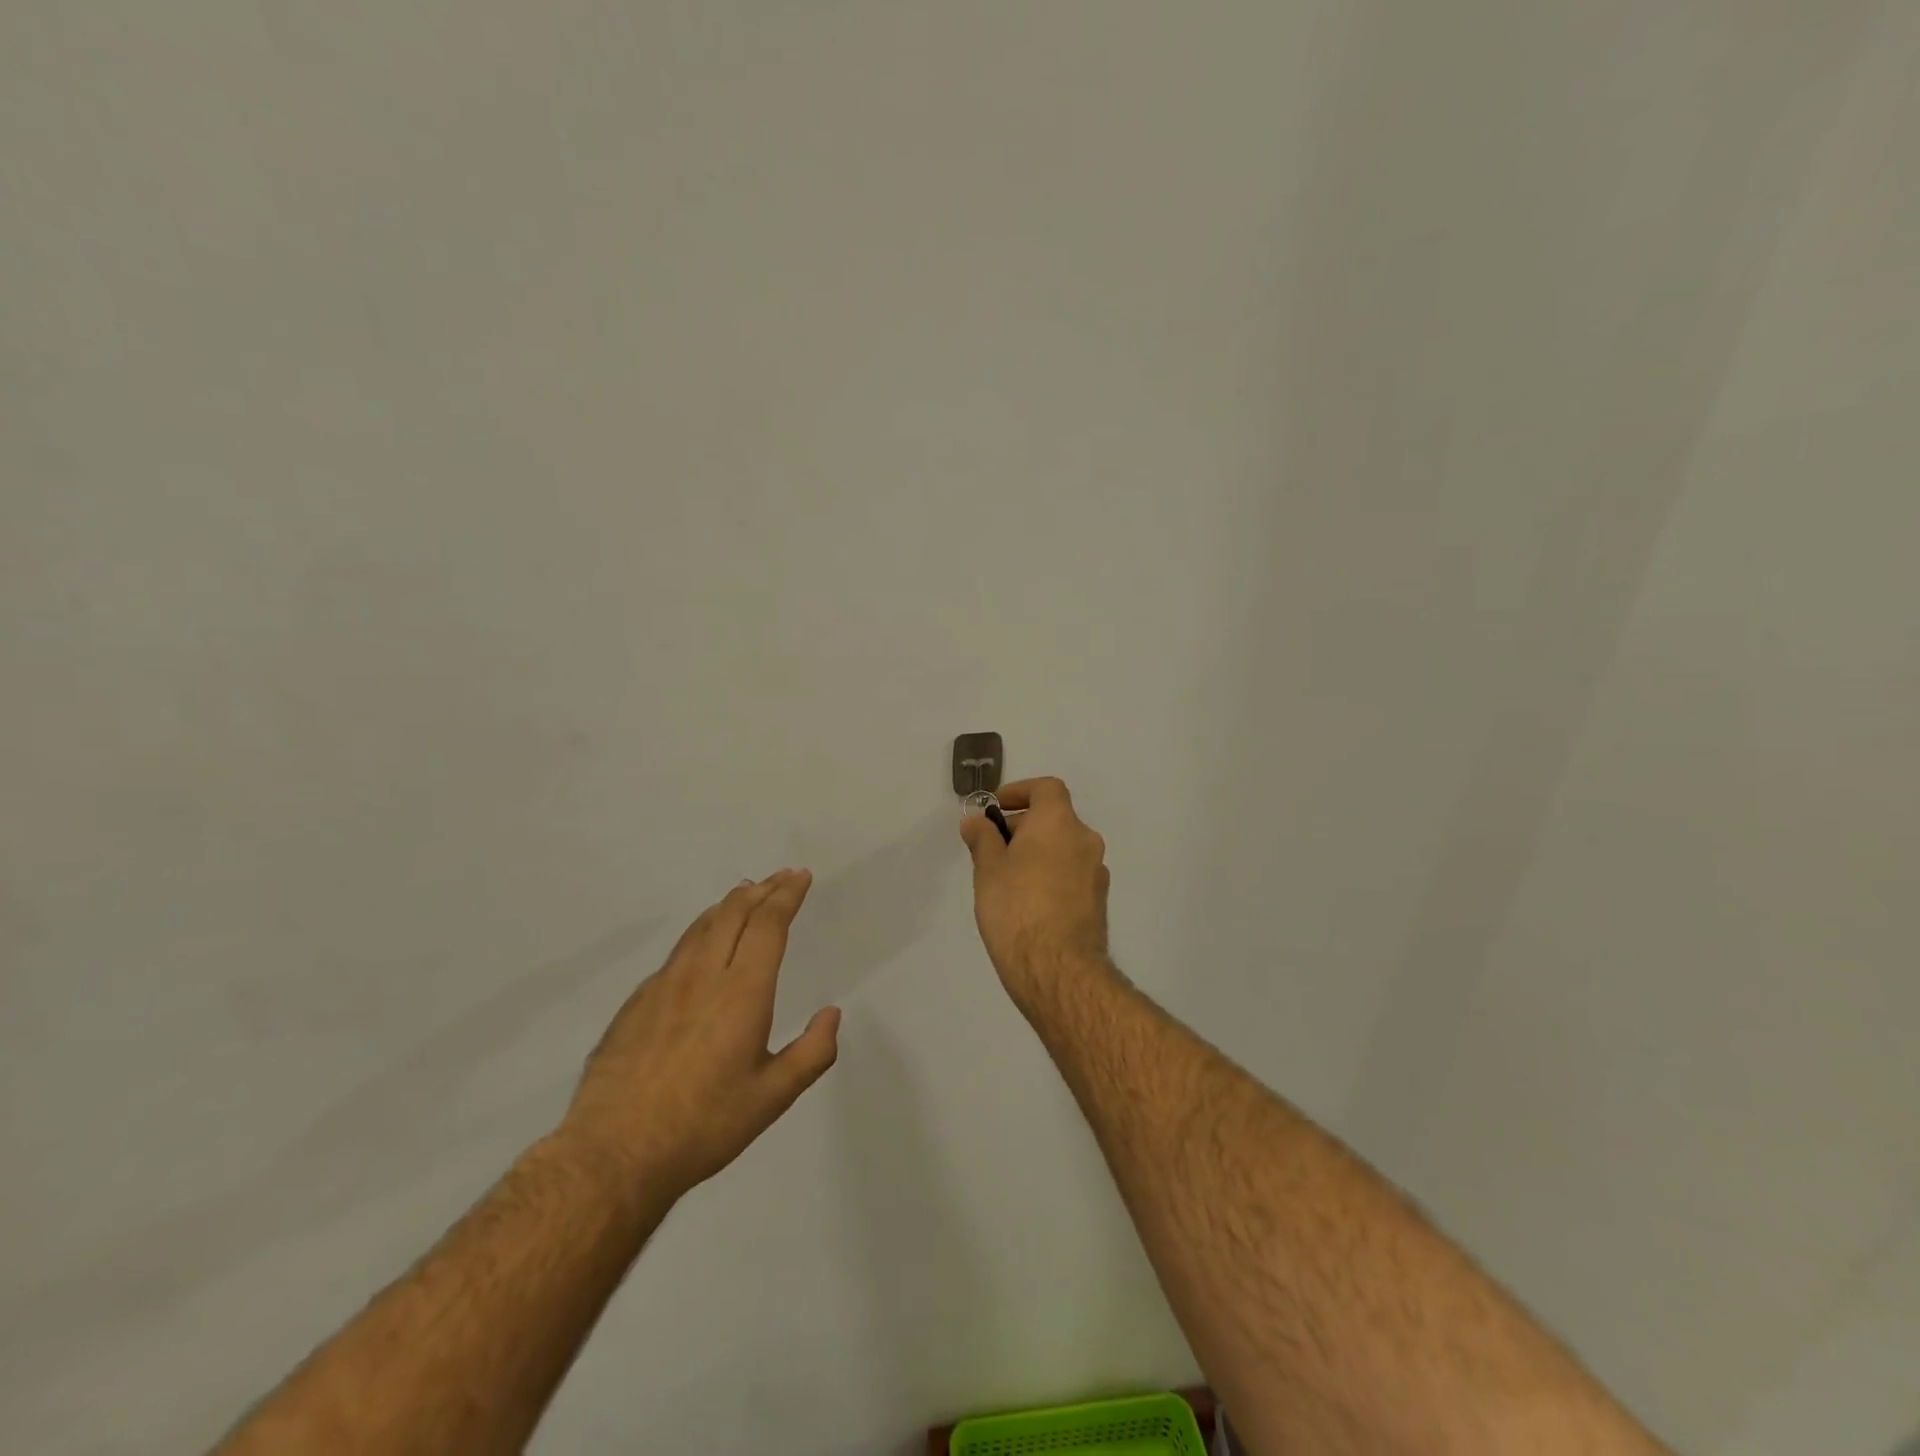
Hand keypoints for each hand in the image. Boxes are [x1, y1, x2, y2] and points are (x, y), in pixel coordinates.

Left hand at [557, 870, 839, 1198]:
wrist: (613, 1153)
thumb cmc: (703, 1126)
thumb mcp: (772, 1098)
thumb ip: (812, 1053)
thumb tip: (832, 1014)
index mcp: (742, 993)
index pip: (768, 925)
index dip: (786, 895)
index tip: (800, 876)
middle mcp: (703, 976)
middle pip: (734, 913)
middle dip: (762, 889)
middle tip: (780, 877)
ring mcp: (664, 985)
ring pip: (701, 927)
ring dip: (729, 904)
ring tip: (745, 892)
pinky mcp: (637, 1002)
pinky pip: (677, 951)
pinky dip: (701, 931)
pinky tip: (702, 942)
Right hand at [958, 777, 1110, 1004]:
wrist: (1057, 968)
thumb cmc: (1016, 907)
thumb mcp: (988, 868)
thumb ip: (983, 838)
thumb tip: (976, 821)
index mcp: (1059, 822)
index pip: (1046, 788)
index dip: (1020, 791)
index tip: (995, 808)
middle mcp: (1085, 840)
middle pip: (1054, 819)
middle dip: (1022, 827)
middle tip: (991, 849)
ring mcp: (1096, 872)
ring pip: (1063, 848)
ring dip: (1037, 853)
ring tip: (1005, 879)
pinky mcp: (1098, 902)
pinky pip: (1070, 874)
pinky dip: (1050, 876)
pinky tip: (1027, 903)